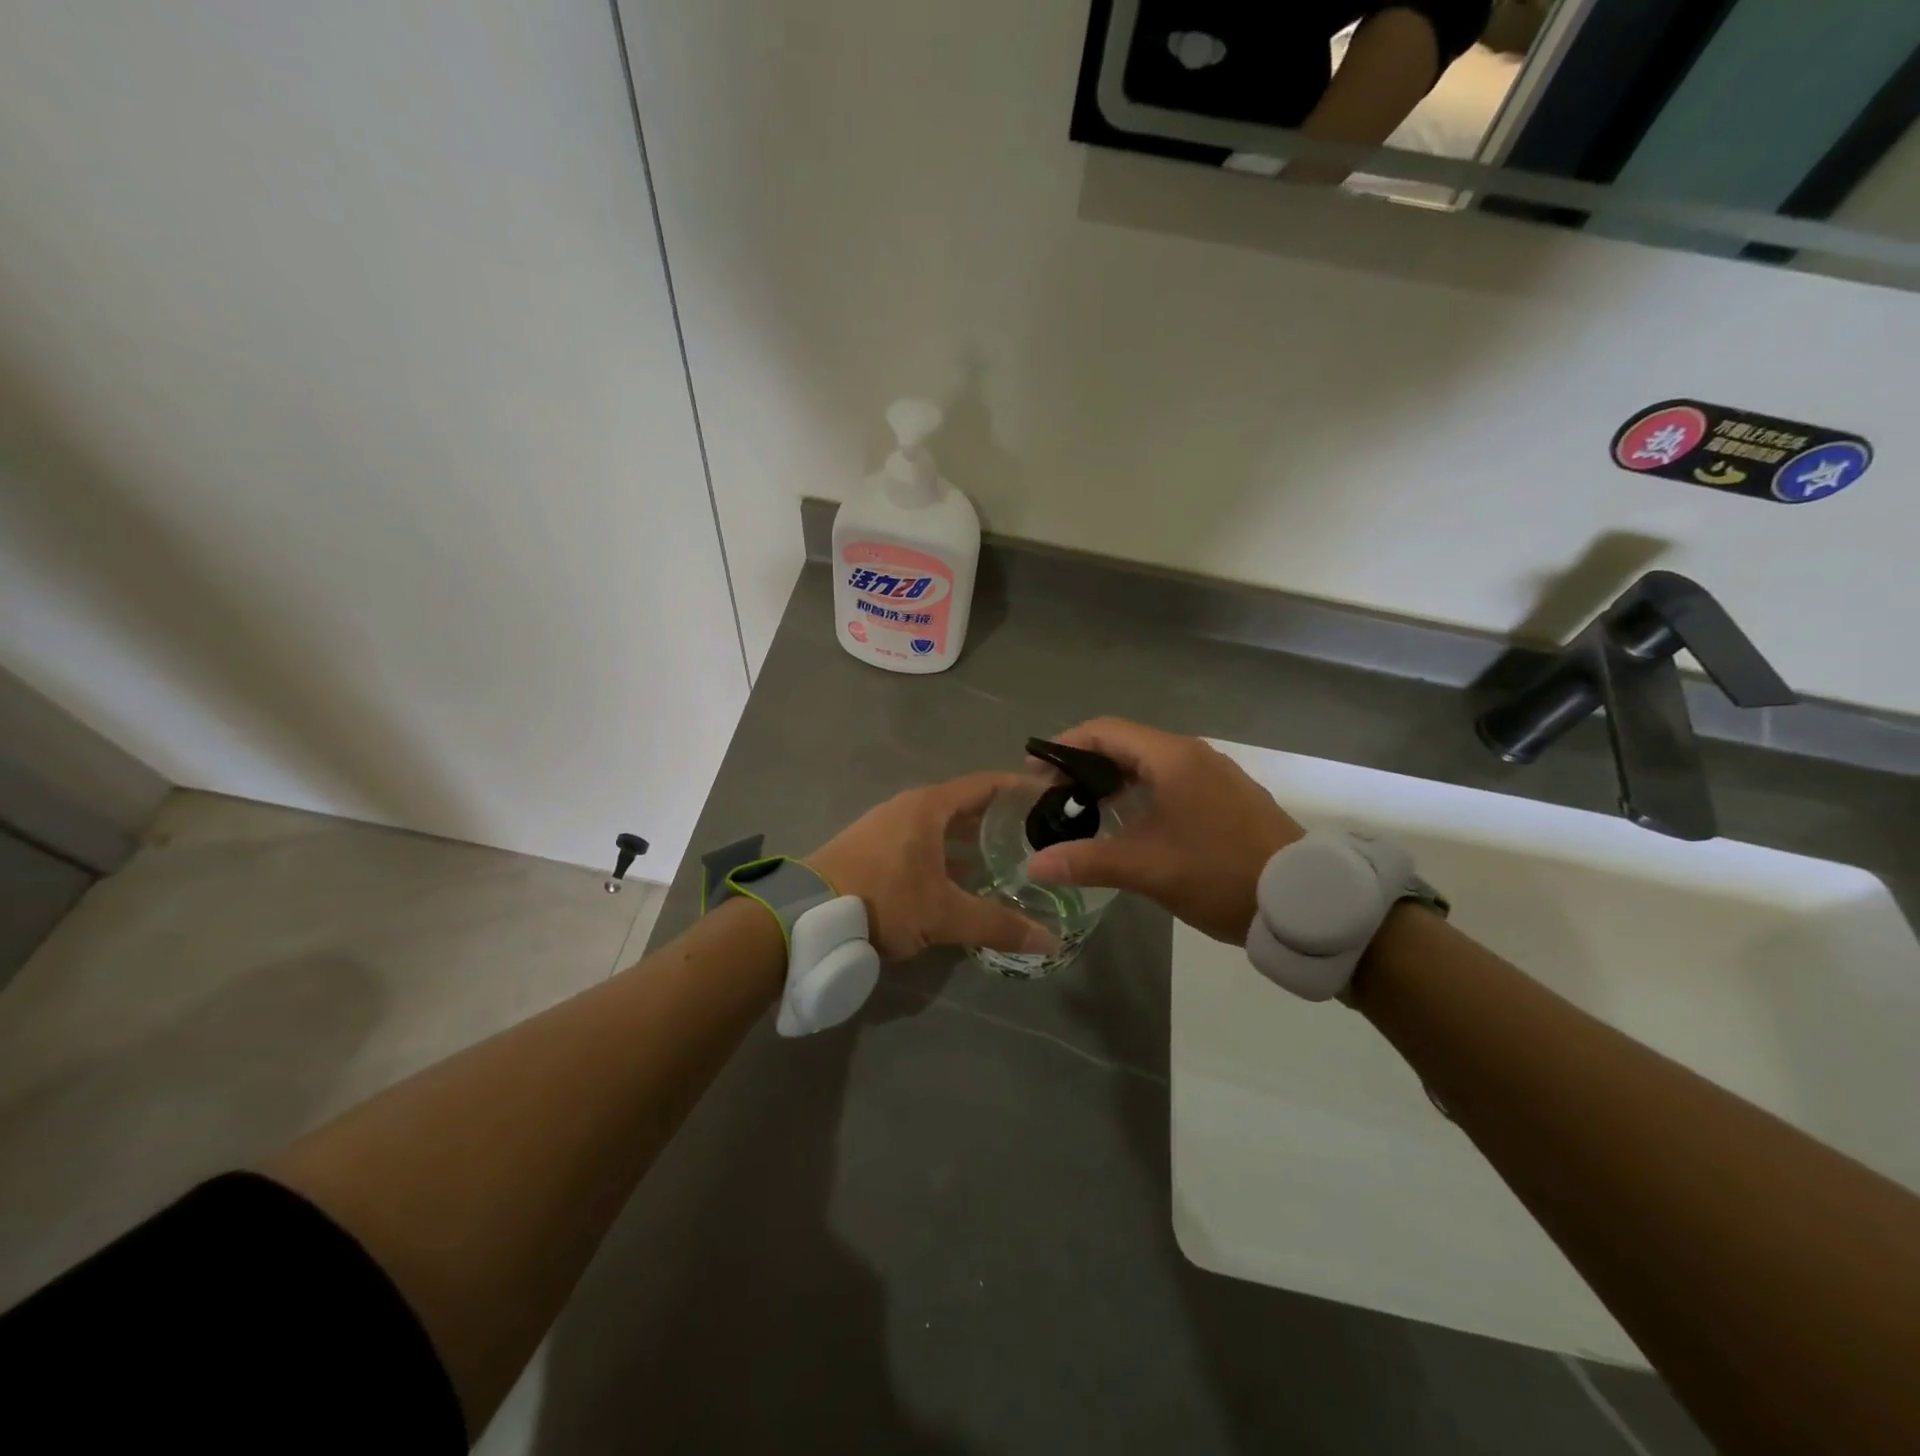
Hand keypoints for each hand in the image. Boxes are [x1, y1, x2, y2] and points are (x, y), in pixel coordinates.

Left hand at [806, 773, 1059, 961]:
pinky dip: (946, 856)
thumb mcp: (944, 915)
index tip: (1050, 798)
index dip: (1019, 788)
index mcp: (929, 807)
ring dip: (971, 843)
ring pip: (941, 828)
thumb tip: (1050, 942)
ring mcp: (886, 827)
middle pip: (965, 806)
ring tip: (1006, 864)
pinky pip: (922, 843)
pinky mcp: (871, 849)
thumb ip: (997, 925)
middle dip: (999, 822)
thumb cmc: (884, 899)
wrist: (807, 916)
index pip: (986, 784)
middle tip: (1036, 839)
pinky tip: (961, 883)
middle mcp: (908, 808)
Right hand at [1025, 718, 1301, 944]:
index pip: (1105, 731)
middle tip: (1053, 796)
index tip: (1035, 771)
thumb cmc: (1219, 874)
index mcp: (1173, 758)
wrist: (1303, 901)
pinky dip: (1141, 792)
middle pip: (1126, 744)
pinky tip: (1129, 824)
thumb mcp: (1148, 869)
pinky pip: (1172, 781)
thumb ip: (1087, 862)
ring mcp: (1215, 775)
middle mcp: (1194, 755)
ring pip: (1150, 764)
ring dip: (1113, 781)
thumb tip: (1034, 864)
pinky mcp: (1228, 797)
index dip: (1065, 745)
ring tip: (1083, 811)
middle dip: (1085, 765)